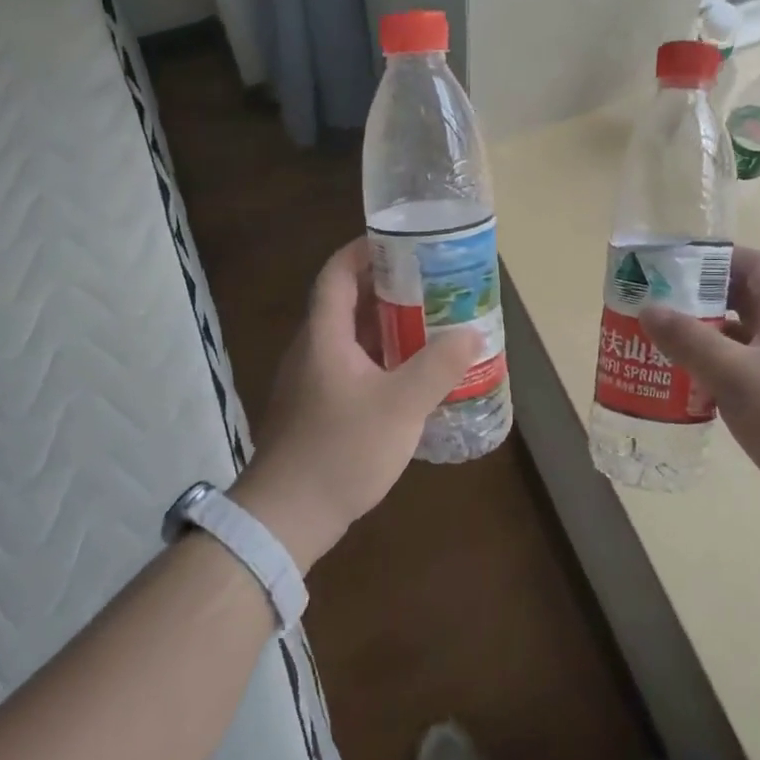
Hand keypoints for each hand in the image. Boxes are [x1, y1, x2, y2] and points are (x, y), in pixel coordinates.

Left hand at [232, 238, 478, 568]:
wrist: (287, 517)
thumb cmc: (341, 450)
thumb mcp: (401, 406)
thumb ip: (438, 366)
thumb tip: (472, 333)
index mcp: (324, 335)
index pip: (337, 273)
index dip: (364, 250)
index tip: (402, 242)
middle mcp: (313, 349)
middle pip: (348, 302)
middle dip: (388, 288)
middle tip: (432, 283)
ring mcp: (313, 381)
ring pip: (352, 338)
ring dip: (388, 326)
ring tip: (431, 323)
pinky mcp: (318, 408)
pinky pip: (353, 367)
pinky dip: (382, 359)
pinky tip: (412, 375)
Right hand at [640, 247, 759, 534]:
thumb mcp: (735, 374)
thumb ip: (690, 340)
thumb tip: (648, 309)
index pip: (753, 264)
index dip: (716, 258)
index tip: (673, 266)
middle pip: (739, 299)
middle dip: (697, 298)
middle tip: (653, 304)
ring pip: (735, 339)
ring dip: (699, 337)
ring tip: (656, 342)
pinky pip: (736, 373)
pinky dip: (708, 372)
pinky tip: (679, 385)